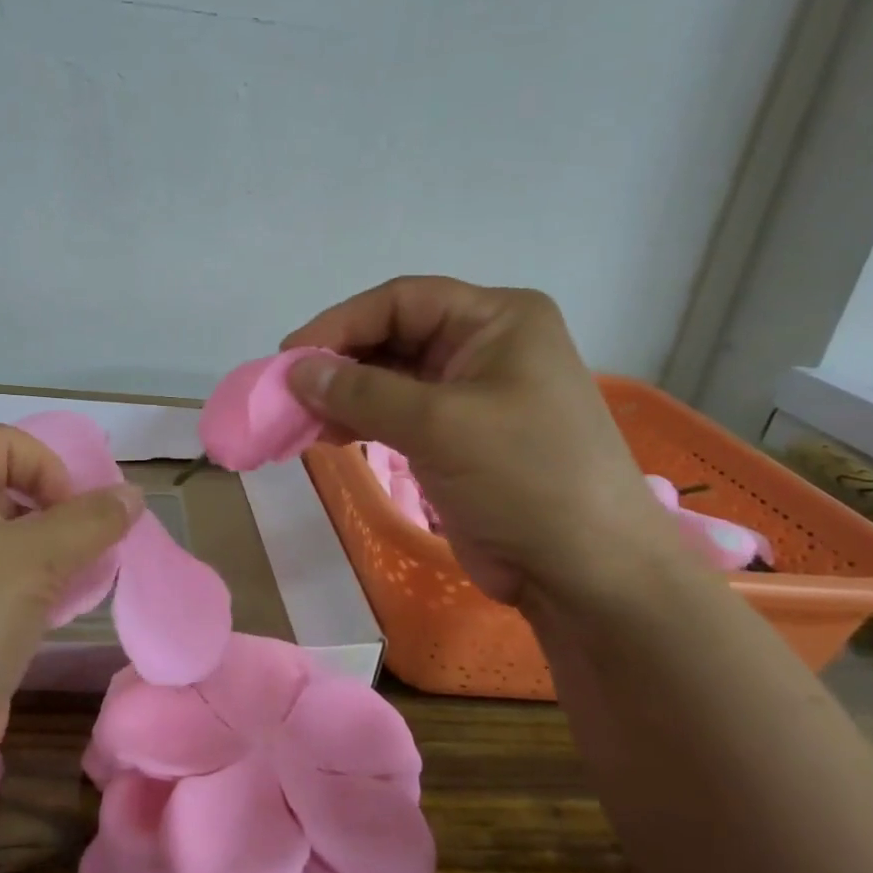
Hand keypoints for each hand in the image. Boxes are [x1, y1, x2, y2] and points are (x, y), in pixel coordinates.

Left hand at [0, 425, 141, 784]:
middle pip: (9, 489)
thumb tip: (133, 494)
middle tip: (93, 545)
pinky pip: (4, 584)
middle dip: (59, 511)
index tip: (73, 513)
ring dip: (55, 553)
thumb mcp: (37, 557)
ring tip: (86, 579)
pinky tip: (63, 612)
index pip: (5, 442)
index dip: (48, 466)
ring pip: (10, 542)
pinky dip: (38, 588)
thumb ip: (92, 520)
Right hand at [282, 277, 669, 607]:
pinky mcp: (459, 436)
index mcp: (498, 319)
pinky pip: (397, 414)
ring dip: (344, 395)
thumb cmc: (524, 477)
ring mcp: (472, 393)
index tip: (290, 357)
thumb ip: (361, 392)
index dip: (340, 323)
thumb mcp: (439, 425)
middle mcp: (485, 346)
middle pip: (393, 336)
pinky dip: (361, 421)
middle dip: (339, 362)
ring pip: (390, 378)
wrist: (584, 571)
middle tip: (288, 391)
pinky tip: (328, 435)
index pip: (402, 301)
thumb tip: (296, 372)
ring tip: (300, 418)